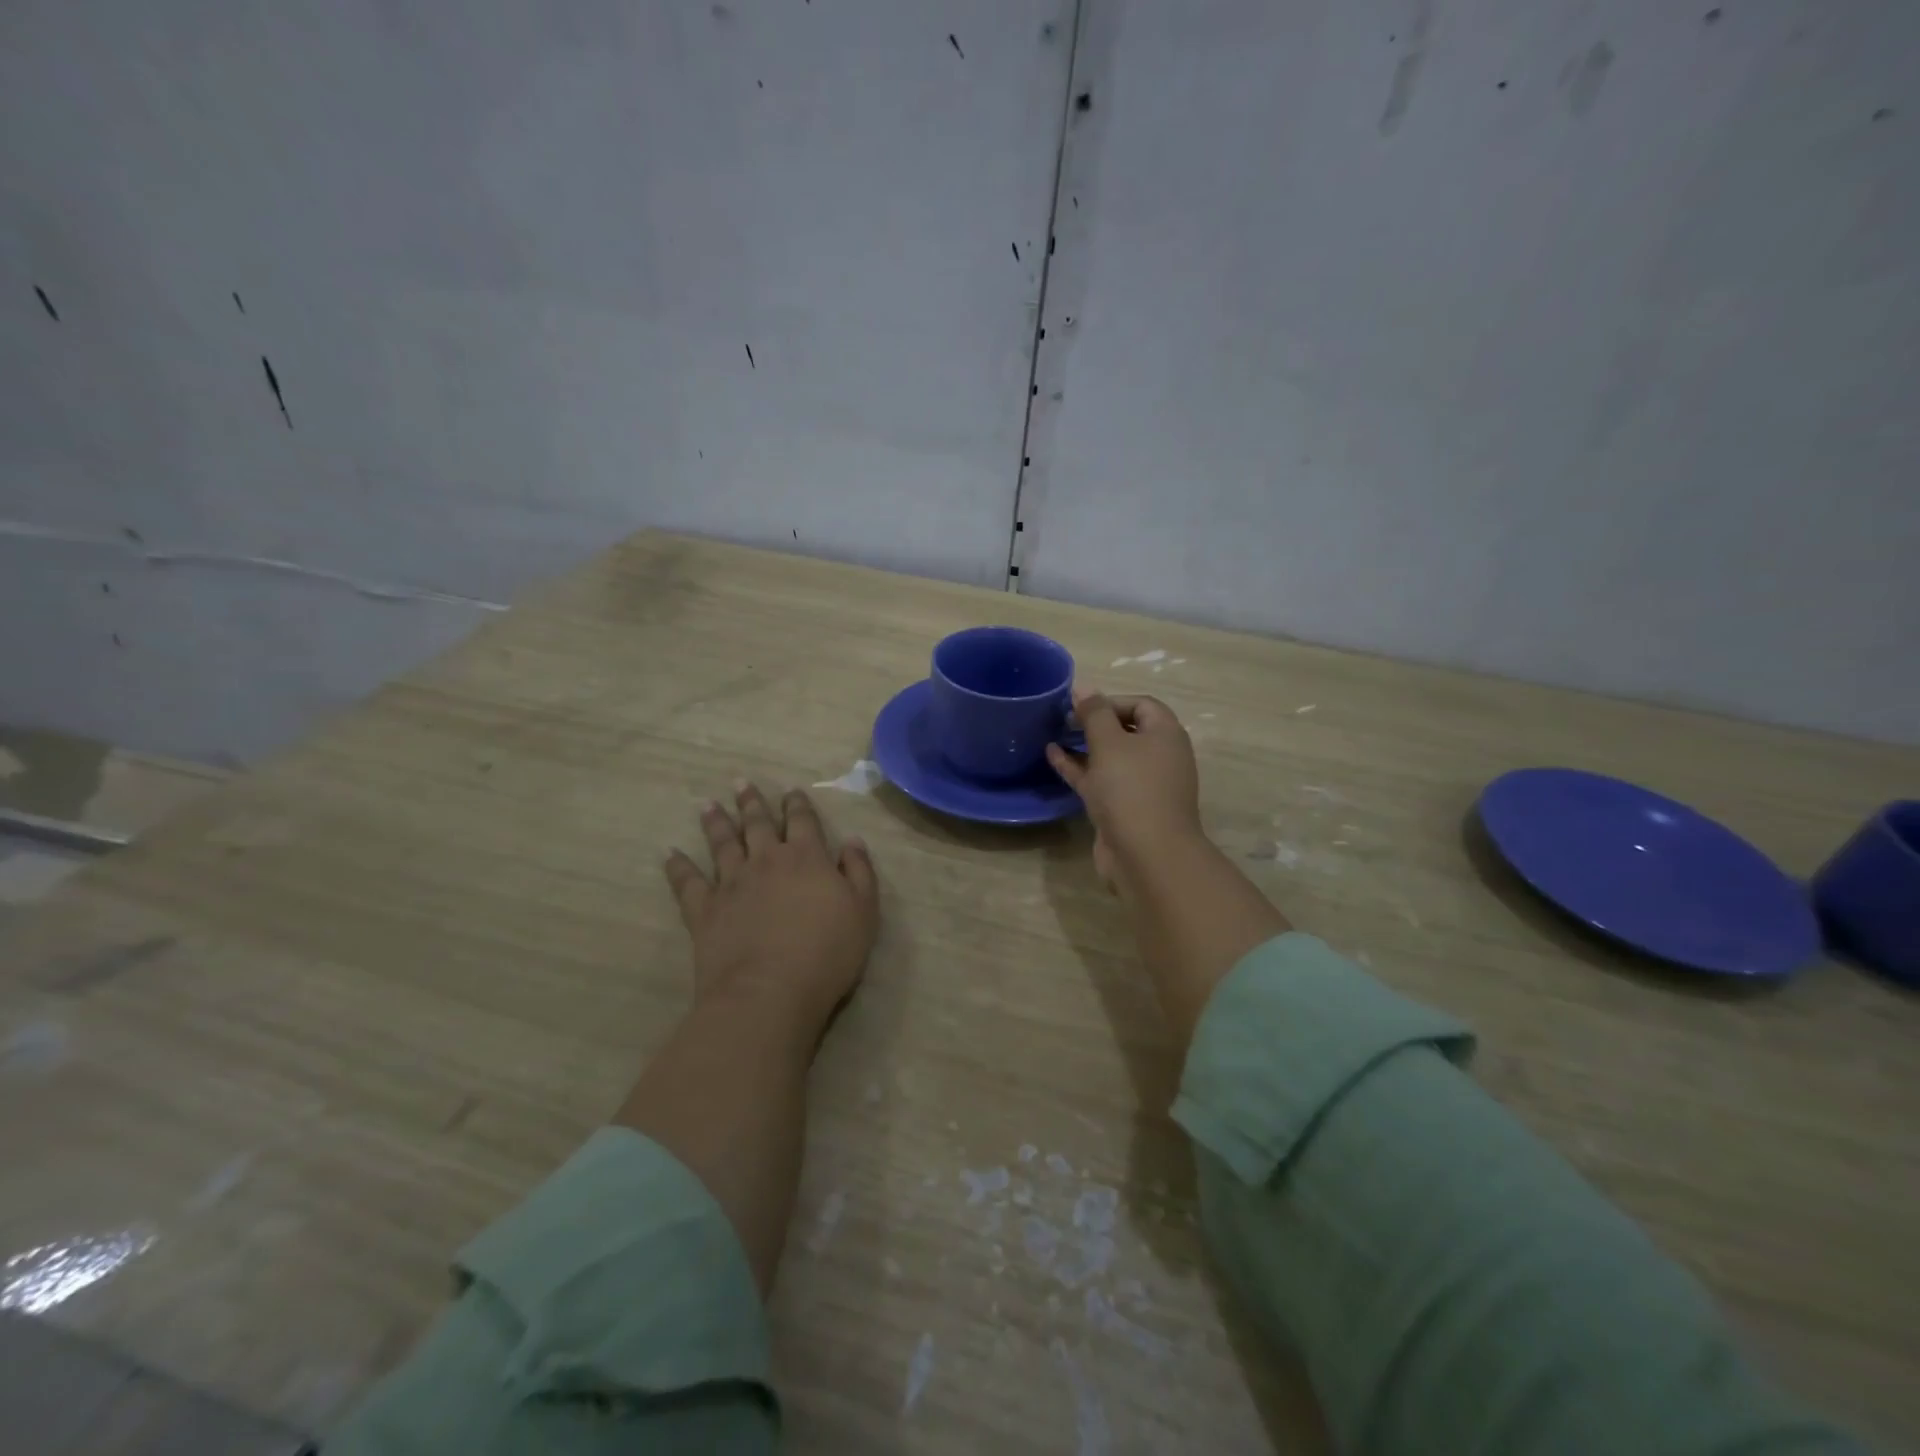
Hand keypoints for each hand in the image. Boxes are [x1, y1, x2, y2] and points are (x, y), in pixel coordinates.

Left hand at [664, 781, 879, 1038]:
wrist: (769, 991)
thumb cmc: (826, 953)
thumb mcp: (864, 911)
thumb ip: (859, 871)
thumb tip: (852, 841)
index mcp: (807, 857)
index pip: (802, 820)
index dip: (797, 804)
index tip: (791, 790)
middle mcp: (766, 860)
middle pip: (757, 824)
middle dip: (752, 802)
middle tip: (741, 782)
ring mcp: (732, 883)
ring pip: (722, 844)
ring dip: (716, 823)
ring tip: (708, 805)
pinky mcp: (705, 910)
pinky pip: (687, 882)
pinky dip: (678, 867)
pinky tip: (669, 854)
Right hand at [1047, 691, 1205, 895]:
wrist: (1146, 854)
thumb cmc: (1131, 789)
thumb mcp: (1110, 743)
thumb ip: (1095, 713)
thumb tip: (1084, 687)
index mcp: (1165, 735)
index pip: (1142, 704)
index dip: (1111, 700)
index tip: (1081, 705)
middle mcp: (1159, 757)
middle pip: (1126, 730)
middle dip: (1095, 722)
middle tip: (1063, 718)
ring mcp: (1142, 786)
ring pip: (1111, 758)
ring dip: (1084, 746)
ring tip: (1053, 734)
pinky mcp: (1124, 809)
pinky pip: (1100, 780)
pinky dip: (1079, 768)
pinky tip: (1052, 757)